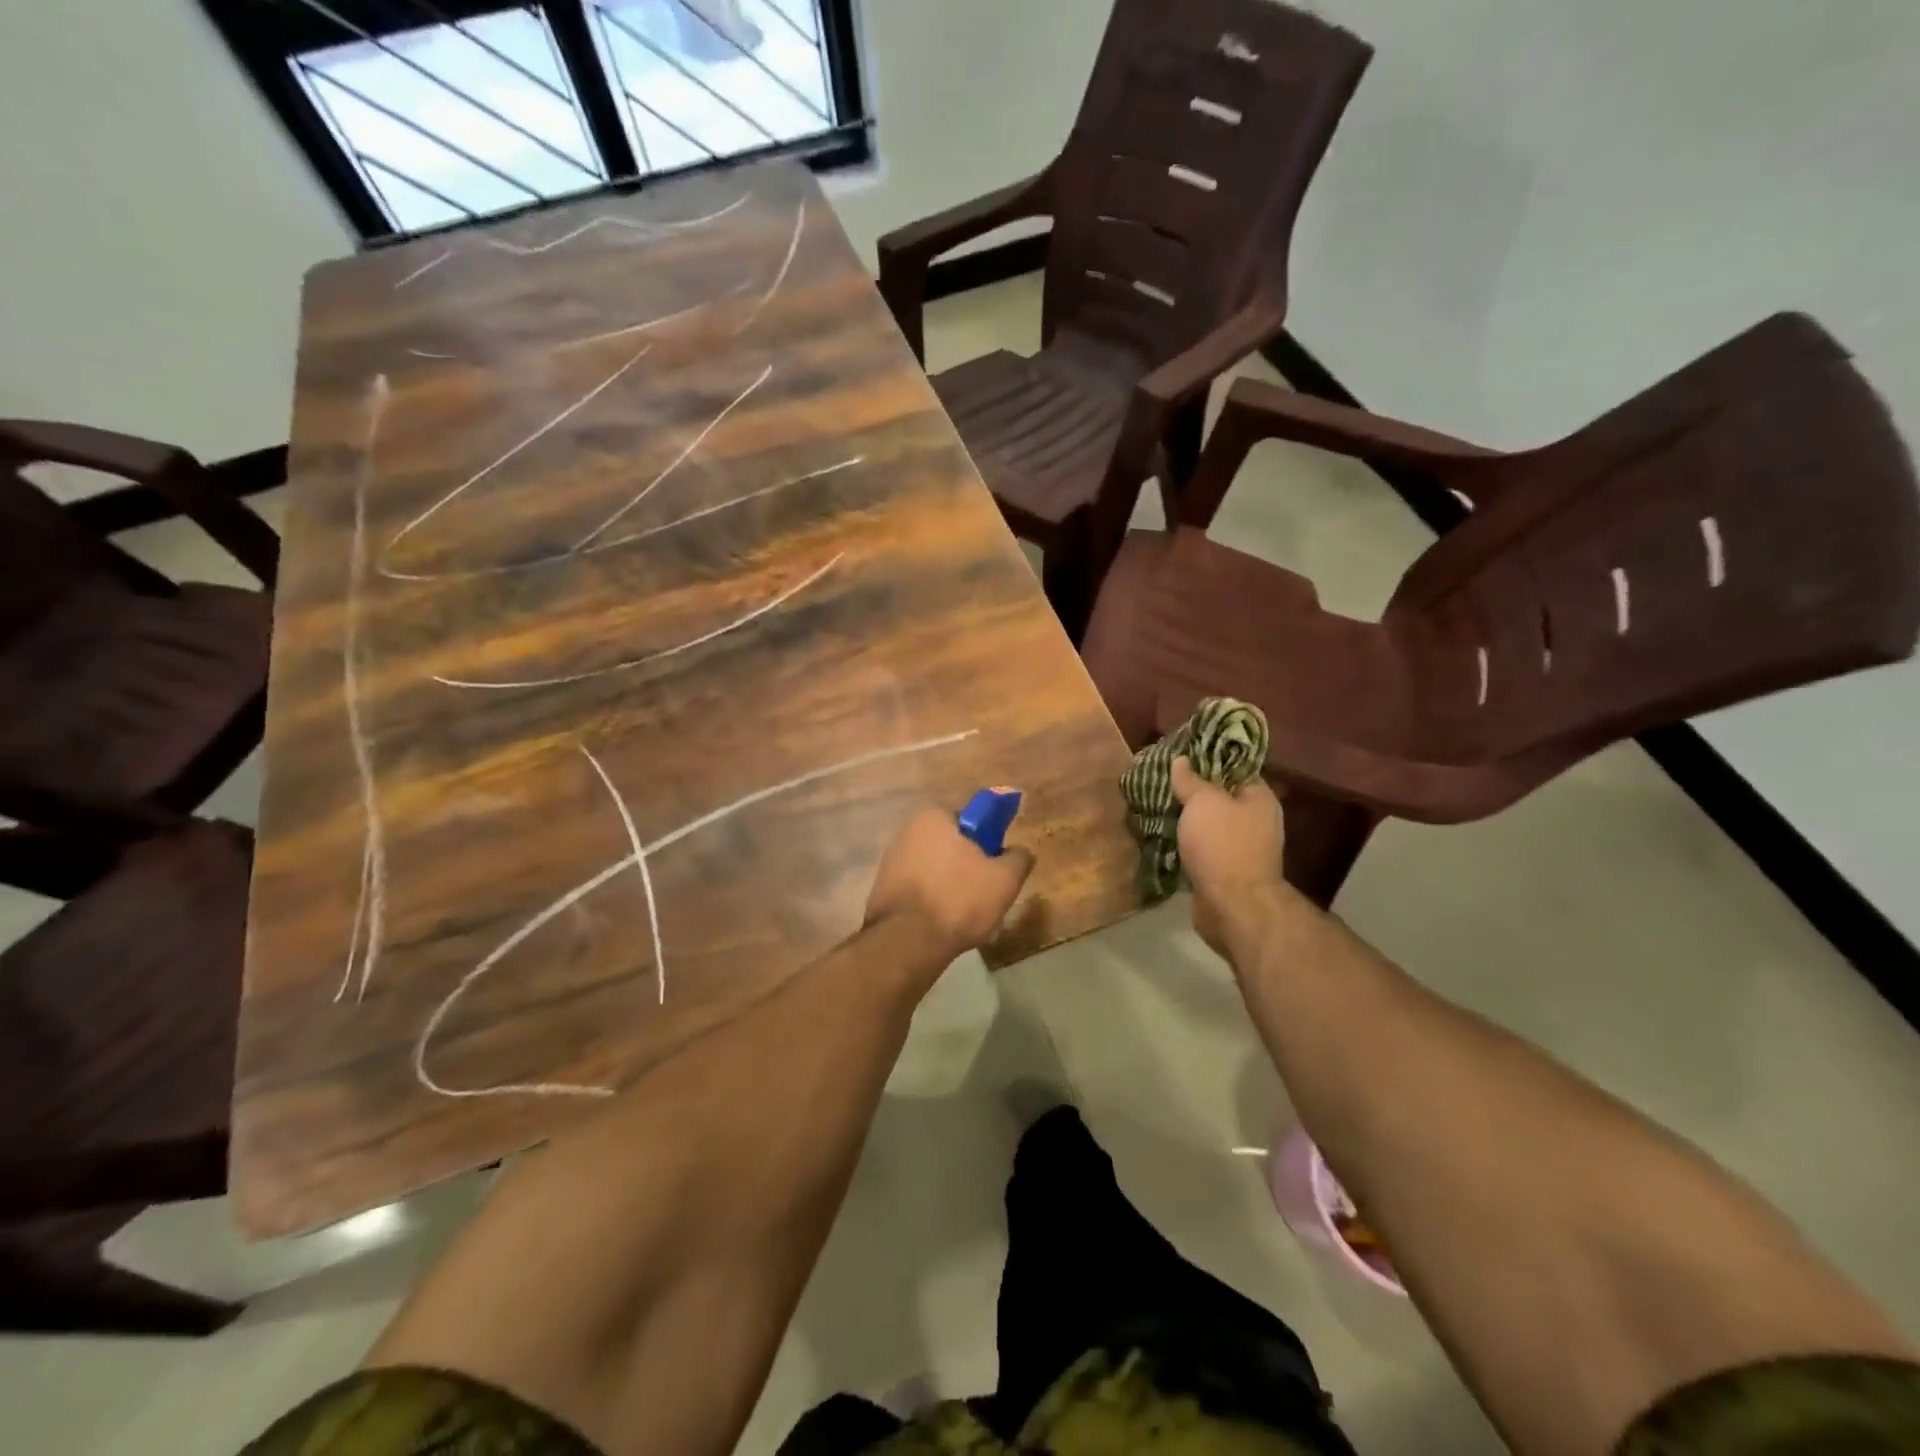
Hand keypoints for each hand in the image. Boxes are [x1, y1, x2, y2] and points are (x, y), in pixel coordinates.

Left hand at [865, 807, 1035, 966]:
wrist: (907, 942)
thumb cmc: (959, 899)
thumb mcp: (1005, 879)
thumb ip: (1019, 858)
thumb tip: (1020, 851)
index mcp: (934, 817)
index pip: (971, 821)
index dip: (987, 843)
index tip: (995, 868)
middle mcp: (908, 831)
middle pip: (952, 846)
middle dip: (968, 867)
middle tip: (984, 894)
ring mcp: (891, 860)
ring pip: (934, 869)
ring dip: (949, 886)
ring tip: (964, 915)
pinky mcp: (882, 888)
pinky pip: (917, 890)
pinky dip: (930, 902)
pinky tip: (941, 923)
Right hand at [1171, 757, 1287, 959]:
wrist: (1232, 905)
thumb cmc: (1223, 844)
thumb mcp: (1203, 801)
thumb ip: (1191, 779)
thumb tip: (1182, 760)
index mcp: (1259, 798)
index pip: (1235, 767)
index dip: (1208, 758)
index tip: (1180, 755)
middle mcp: (1256, 821)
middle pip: (1220, 796)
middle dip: (1192, 791)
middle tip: (1162, 781)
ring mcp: (1242, 848)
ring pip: (1209, 824)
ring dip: (1186, 819)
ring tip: (1156, 806)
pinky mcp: (1226, 871)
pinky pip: (1202, 848)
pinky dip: (1185, 844)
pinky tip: (1163, 835)